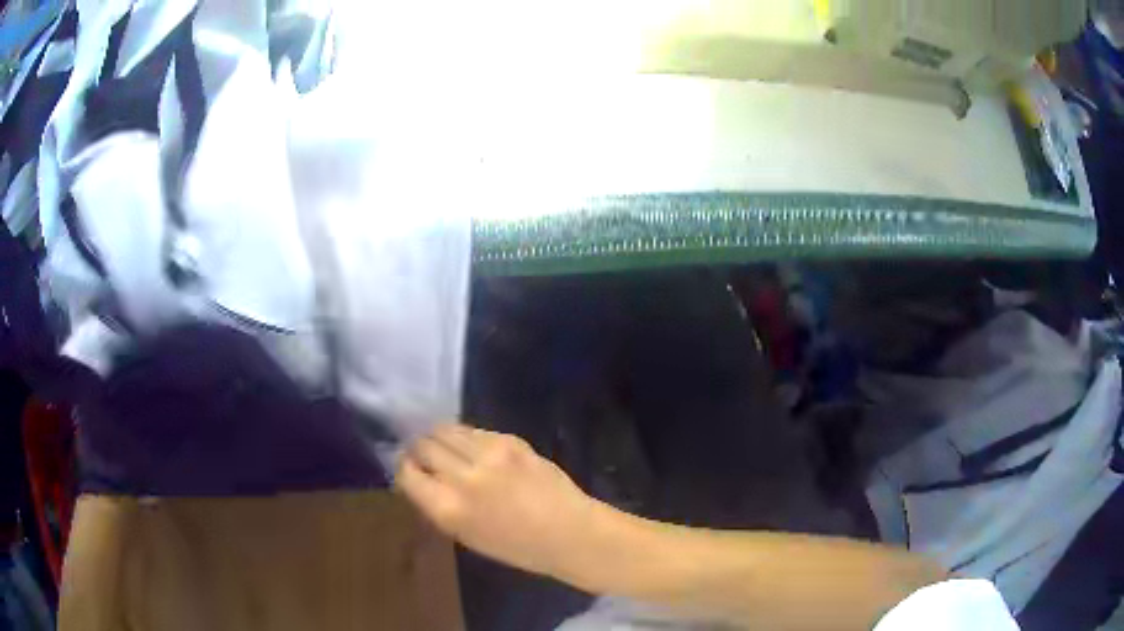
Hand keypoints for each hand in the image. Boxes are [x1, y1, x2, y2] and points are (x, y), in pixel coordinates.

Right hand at [396, 425, 597, 578]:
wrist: (569, 532)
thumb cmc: (516, 547)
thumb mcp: (465, 535)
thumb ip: (438, 504)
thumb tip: (419, 478)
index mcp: (448, 509)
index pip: (407, 473)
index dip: (404, 467)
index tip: (408, 466)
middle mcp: (462, 477)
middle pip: (423, 445)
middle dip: (418, 448)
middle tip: (423, 453)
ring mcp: (488, 454)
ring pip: (445, 429)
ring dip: (439, 436)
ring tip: (444, 445)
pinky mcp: (510, 440)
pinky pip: (474, 430)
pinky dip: (466, 436)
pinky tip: (472, 447)